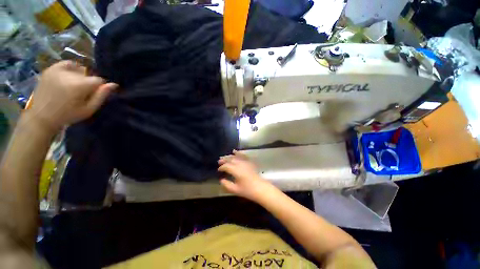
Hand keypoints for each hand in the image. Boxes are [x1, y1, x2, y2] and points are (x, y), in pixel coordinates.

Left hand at [29, 61, 117, 131]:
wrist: (41, 116)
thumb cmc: (68, 115)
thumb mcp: (88, 109)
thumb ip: (101, 96)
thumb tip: (113, 85)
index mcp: (80, 85)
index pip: (99, 80)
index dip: (98, 87)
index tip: (92, 95)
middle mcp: (70, 74)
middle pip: (88, 74)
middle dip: (88, 82)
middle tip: (81, 93)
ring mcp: (58, 70)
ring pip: (79, 68)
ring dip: (80, 76)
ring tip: (73, 86)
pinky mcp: (51, 69)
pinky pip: (66, 63)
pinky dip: (71, 68)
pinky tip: (68, 76)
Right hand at [218, 150, 273, 201]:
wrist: (260, 188)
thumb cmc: (248, 190)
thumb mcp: (235, 190)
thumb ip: (227, 184)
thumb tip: (221, 180)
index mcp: (236, 171)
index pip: (226, 166)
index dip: (221, 167)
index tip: (218, 170)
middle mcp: (240, 164)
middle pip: (230, 159)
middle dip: (224, 160)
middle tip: (219, 161)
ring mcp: (245, 162)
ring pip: (235, 157)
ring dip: (229, 156)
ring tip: (224, 157)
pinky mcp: (249, 162)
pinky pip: (243, 155)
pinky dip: (238, 152)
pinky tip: (234, 151)